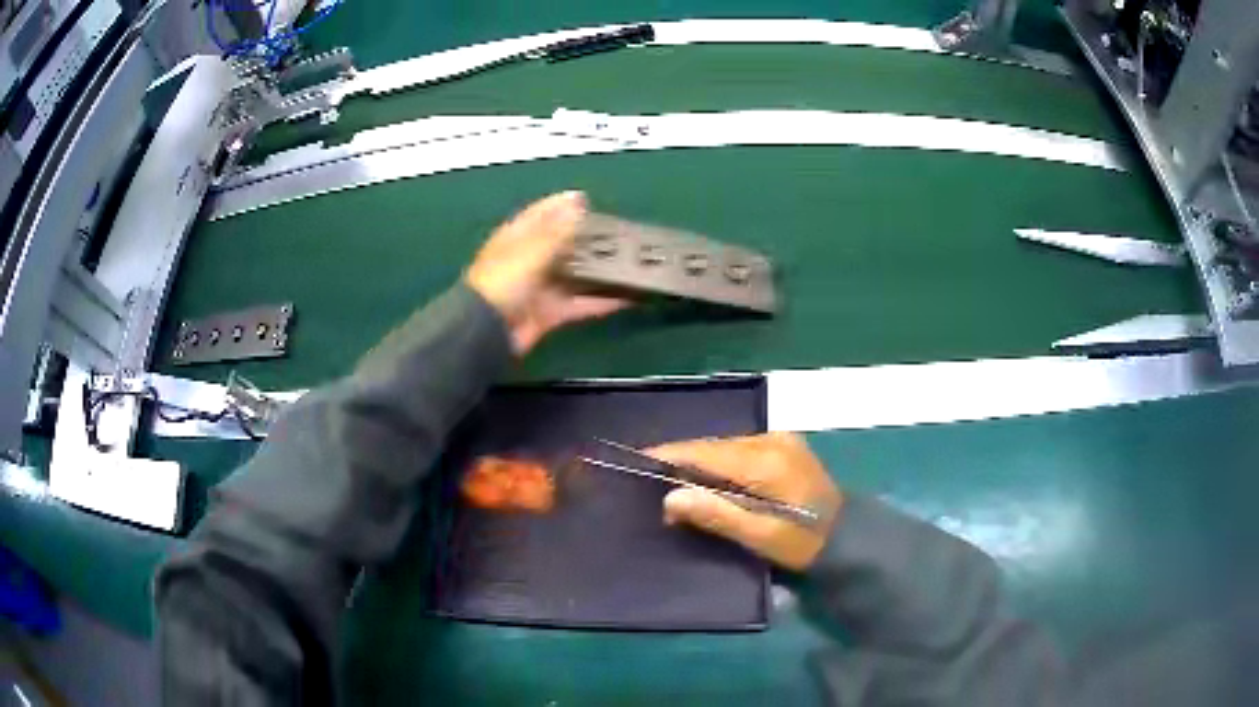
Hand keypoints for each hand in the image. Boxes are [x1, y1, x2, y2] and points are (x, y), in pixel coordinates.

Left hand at [466, 191, 630, 354]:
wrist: (487, 332)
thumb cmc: (503, 282)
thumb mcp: (530, 250)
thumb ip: (557, 229)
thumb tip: (577, 201)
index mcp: (516, 239)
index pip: (540, 215)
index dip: (560, 205)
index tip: (587, 199)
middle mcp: (528, 260)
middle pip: (561, 245)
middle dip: (586, 239)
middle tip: (618, 233)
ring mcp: (540, 288)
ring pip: (574, 275)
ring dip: (597, 271)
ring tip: (630, 262)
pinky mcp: (550, 313)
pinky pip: (580, 303)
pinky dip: (600, 301)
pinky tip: (626, 296)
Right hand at [648, 432, 842, 570]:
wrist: (848, 535)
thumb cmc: (803, 543)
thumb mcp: (761, 537)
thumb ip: (717, 514)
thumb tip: (670, 498)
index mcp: (767, 462)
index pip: (708, 452)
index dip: (673, 455)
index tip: (640, 460)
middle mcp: (773, 440)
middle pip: (715, 445)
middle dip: (685, 462)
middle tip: (658, 487)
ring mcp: (782, 439)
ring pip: (727, 445)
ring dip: (702, 462)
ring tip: (679, 485)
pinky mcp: (786, 444)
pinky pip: (741, 448)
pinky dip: (721, 462)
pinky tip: (711, 479)